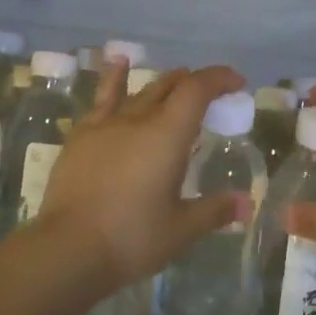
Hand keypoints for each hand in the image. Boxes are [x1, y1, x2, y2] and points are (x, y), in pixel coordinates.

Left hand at [35, 62, 246, 290]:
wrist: (68, 249)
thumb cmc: (132, 238)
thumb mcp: (181, 229)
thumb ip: (215, 211)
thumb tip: (247, 204)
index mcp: (168, 135)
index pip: (197, 90)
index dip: (219, 79)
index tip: (236, 82)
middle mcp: (138, 120)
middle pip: (169, 86)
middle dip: (193, 84)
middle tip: (209, 95)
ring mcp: (105, 125)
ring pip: (138, 91)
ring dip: (161, 83)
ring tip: (174, 79)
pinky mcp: (80, 137)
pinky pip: (102, 99)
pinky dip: (115, 80)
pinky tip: (117, 66)